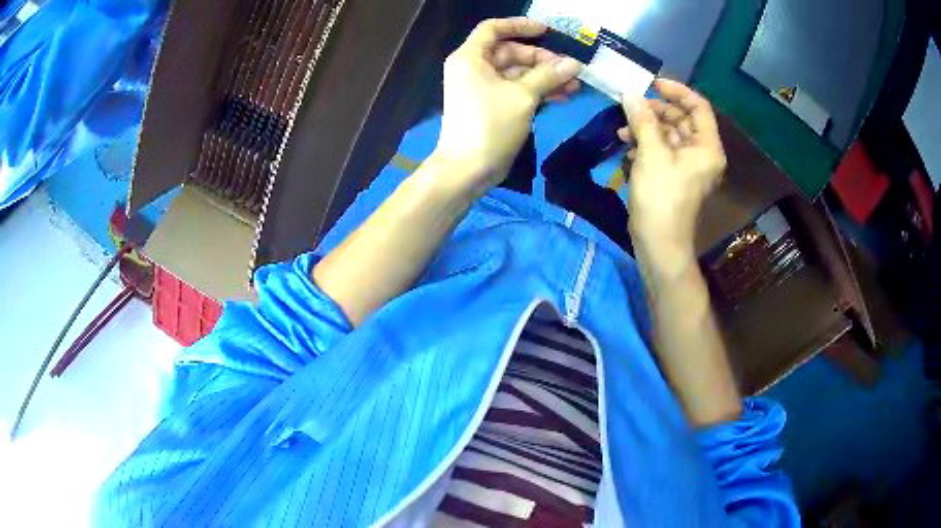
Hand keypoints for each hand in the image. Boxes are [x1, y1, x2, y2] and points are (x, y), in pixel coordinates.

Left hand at [433, 17, 581, 195]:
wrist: (468, 169)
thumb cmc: (490, 125)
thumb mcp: (522, 96)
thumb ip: (549, 75)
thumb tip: (575, 63)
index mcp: (471, 57)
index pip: (494, 29)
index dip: (521, 26)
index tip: (548, 32)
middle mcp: (474, 68)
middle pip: (511, 52)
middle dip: (542, 59)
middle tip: (570, 70)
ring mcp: (483, 88)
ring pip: (518, 73)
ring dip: (545, 77)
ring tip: (574, 86)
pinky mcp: (492, 105)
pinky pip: (517, 90)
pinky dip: (537, 91)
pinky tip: (563, 97)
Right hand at [619, 79, 725, 250]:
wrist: (659, 244)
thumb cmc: (661, 197)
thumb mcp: (651, 154)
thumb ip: (643, 120)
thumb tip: (631, 94)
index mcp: (707, 147)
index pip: (698, 106)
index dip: (676, 91)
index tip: (651, 84)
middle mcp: (701, 154)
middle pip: (681, 119)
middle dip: (655, 112)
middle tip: (630, 108)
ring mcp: (687, 166)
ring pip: (668, 135)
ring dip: (645, 129)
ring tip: (622, 132)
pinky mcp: (673, 177)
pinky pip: (662, 152)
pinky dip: (645, 147)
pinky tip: (627, 151)